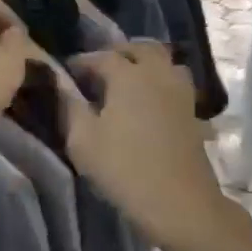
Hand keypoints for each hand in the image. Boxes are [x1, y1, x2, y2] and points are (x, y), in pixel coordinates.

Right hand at [57, 43, 228, 249]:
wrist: (178, 202)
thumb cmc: (123, 168)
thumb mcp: (82, 139)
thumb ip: (68, 105)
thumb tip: (58, 82)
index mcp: (128, 75)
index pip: (100, 56)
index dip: (80, 62)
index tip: (65, 73)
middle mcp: (157, 73)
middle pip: (139, 48)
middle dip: (116, 53)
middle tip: (97, 72)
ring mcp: (180, 91)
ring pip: (163, 61)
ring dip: (143, 63)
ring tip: (125, 82)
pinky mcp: (192, 111)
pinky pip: (174, 81)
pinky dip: (159, 81)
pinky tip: (146, 101)